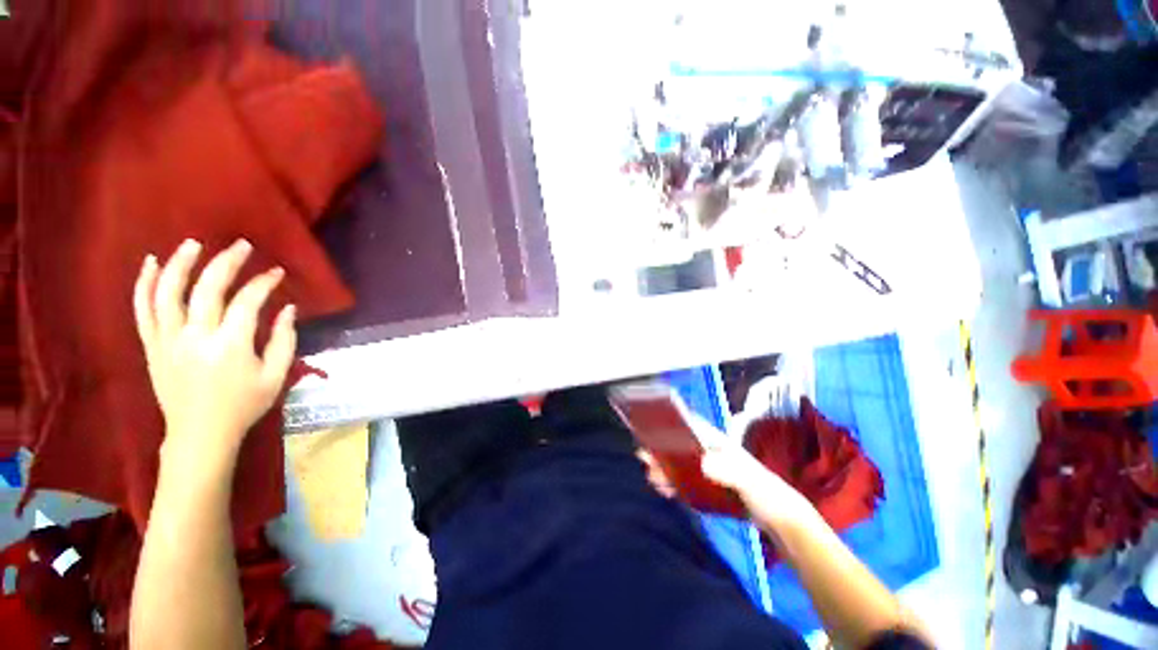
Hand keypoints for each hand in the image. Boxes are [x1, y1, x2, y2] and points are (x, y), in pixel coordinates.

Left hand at [133, 239, 296, 468]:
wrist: (200, 434)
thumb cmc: (243, 406)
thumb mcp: (276, 376)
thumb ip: (284, 340)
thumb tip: (289, 309)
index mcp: (230, 346)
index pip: (247, 302)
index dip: (264, 283)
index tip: (277, 273)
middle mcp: (195, 337)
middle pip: (207, 288)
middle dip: (227, 262)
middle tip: (242, 246)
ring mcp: (168, 340)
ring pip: (168, 292)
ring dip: (181, 264)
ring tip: (193, 244)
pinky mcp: (152, 346)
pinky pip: (143, 309)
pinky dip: (145, 284)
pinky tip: (150, 263)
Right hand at [638, 442, 818, 534]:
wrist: (777, 519)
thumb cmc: (766, 493)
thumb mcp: (749, 480)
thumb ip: (728, 471)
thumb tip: (702, 464)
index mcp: (718, 443)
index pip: (691, 426)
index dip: (671, 424)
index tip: (652, 426)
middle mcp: (709, 452)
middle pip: (679, 445)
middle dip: (660, 448)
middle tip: (643, 455)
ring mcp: (708, 470)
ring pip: (679, 463)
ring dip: (663, 467)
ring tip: (651, 475)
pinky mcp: (707, 486)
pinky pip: (684, 481)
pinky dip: (672, 483)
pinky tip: (664, 488)